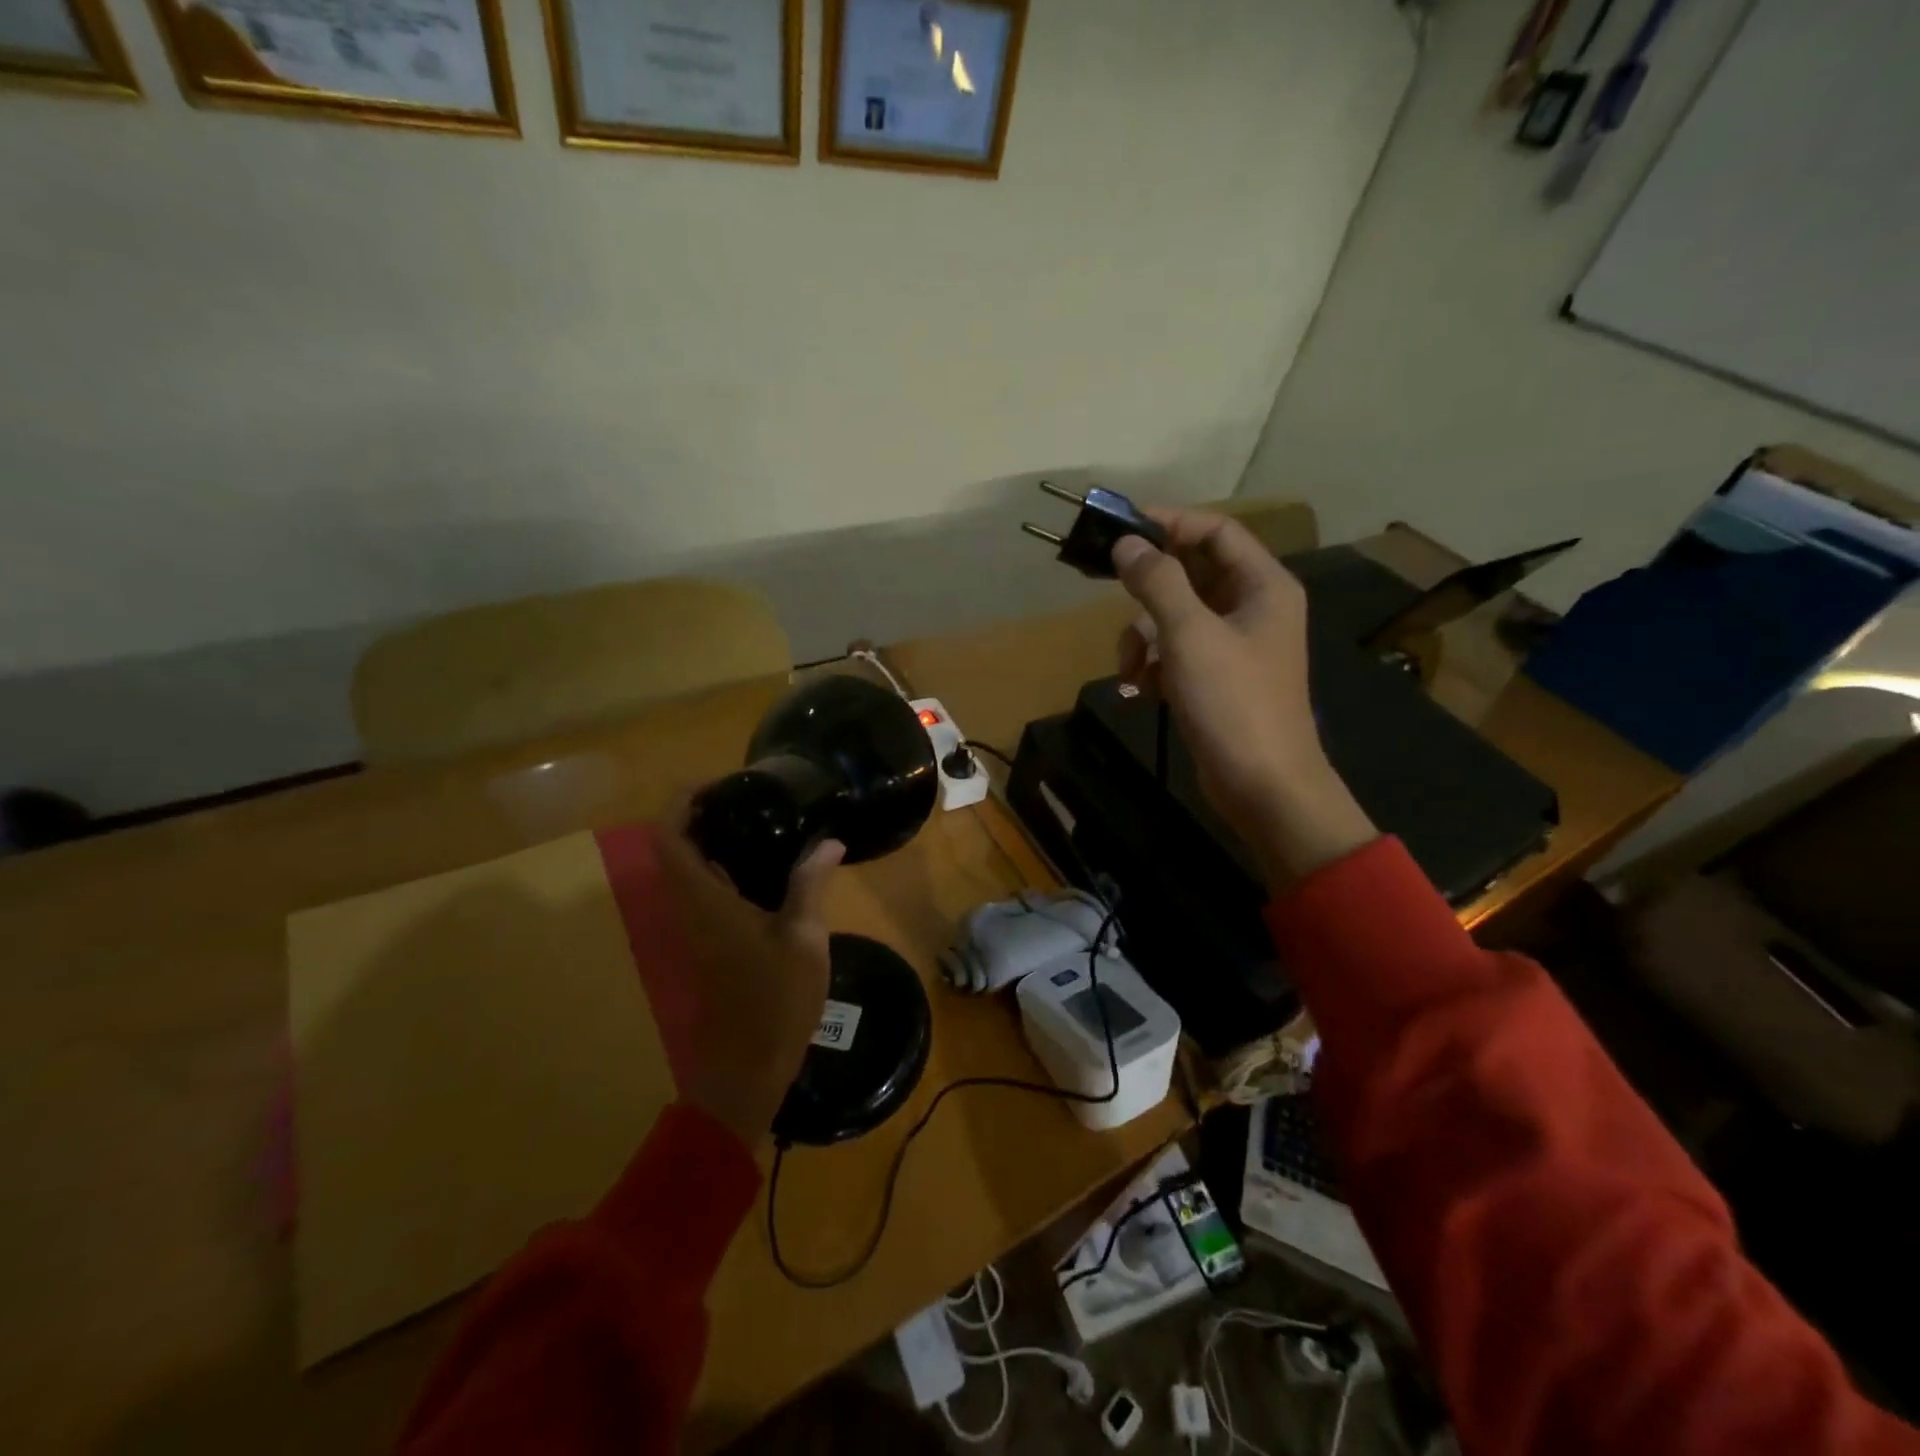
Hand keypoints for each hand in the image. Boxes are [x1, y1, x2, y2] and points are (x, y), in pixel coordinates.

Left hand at [653, 809, 844, 1147]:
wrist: (748, 1066)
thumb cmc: (774, 1001)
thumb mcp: (803, 938)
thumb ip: (811, 884)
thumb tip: (829, 841)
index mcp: (705, 901)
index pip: (669, 838)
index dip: (683, 803)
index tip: (720, 784)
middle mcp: (691, 908)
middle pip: (676, 848)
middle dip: (703, 815)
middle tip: (749, 797)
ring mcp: (698, 928)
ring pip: (690, 870)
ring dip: (714, 841)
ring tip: (763, 821)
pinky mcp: (711, 943)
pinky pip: (708, 890)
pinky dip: (727, 868)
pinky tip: (769, 866)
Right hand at [1112, 509, 1375, 888]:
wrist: (1263, 786)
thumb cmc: (1233, 702)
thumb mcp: (1189, 635)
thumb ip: (1157, 582)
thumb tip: (1127, 543)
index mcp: (1263, 586)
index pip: (1216, 531)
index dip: (1170, 523)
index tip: (1121, 528)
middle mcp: (1253, 607)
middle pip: (1191, 574)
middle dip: (1149, 591)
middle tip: (1110, 591)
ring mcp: (1235, 646)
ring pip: (1176, 616)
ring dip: (1144, 637)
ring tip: (1130, 669)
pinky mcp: (1217, 679)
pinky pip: (1177, 652)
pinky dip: (1154, 665)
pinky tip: (1141, 690)